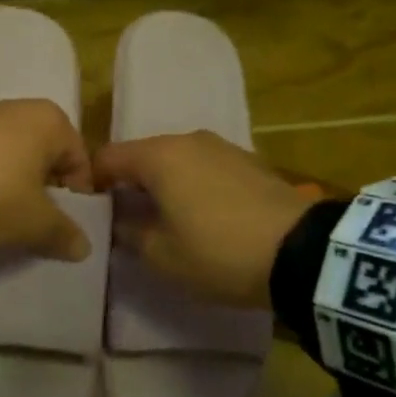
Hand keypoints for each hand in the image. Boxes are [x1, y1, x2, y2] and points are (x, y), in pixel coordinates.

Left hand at [0, 99, 93, 260]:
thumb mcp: (35, 223)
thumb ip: (65, 233)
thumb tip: (84, 247)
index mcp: (50, 120)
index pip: (79, 160)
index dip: (77, 195)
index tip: (64, 224)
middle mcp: (18, 108)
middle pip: (44, 155)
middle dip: (43, 187)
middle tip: (34, 220)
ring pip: (10, 155)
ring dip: (11, 182)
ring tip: (0, 215)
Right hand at [93, 131, 310, 306]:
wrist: (304, 252)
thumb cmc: (219, 252)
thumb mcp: (162, 256)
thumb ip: (130, 234)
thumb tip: (121, 222)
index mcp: (158, 156)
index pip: (107, 157)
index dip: (92, 183)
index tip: (93, 212)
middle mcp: (187, 140)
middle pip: (142, 155)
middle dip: (130, 183)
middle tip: (128, 218)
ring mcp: (222, 146)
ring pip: (176, 160)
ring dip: (164, 183)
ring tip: (168, 218)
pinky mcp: (250, 160)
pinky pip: (205, 167)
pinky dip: (194, 184)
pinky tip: (205, 214)